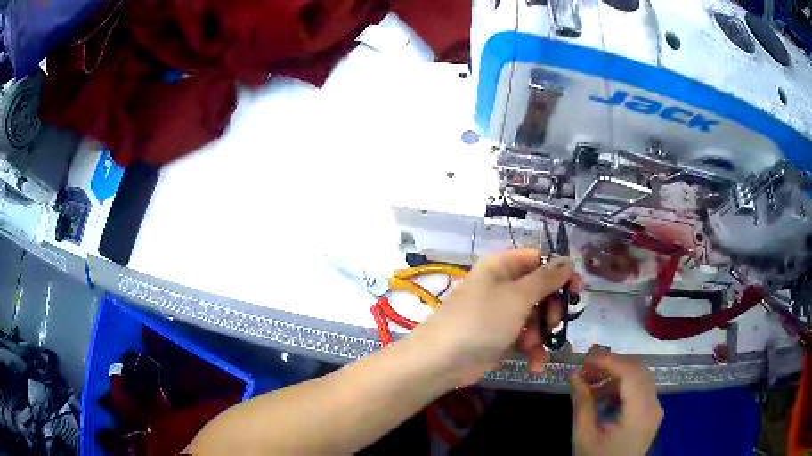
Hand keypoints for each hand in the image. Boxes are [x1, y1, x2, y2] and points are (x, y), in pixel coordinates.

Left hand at [409, 249, 581, 384]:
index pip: (539, 260)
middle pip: (539, 290)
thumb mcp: (518, 297)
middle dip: (550, 309)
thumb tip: (567, 260)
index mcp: (501, 267)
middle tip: (553, 323)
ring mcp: (499, 312)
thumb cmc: (482, 321)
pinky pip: (522, 337)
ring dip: (540, 333)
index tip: (576, 291)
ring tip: (534, 346)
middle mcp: (501, 286)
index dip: (559, 273)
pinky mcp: (497, 336)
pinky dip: (531, 349)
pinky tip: (535, 364)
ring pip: (534, 316)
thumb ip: (546, 279)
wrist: (441, 360)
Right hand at [570, 352, 662, 455]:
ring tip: (589, 382)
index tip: (585, 359)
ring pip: (638, 379)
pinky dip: (621, 387)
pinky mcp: (650, 414)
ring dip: (615, 376)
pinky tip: (602, 396)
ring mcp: (654, 409)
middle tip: (585, 366)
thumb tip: (575, 374)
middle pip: (637, 372)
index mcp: (641, 412)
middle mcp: (654, 405)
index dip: (609, 361)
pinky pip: (638, 391)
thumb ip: (582, 403)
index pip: (631, 374)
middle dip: (611, 365)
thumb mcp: (585, 436)